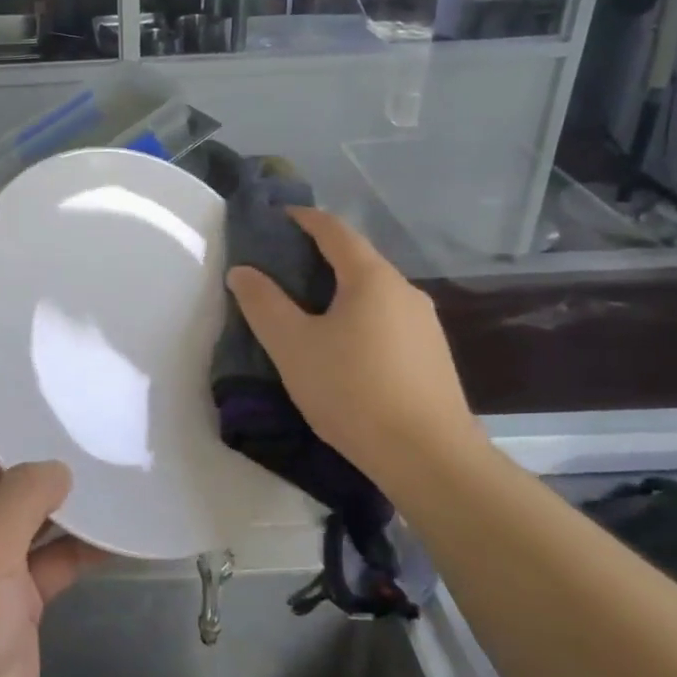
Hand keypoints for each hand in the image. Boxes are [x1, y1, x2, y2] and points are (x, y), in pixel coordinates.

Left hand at [0, 385, 100, 676]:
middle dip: (37, 443)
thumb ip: (21, 497)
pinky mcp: (17, 593)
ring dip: (64, 494)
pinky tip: (122, 525)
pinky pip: (53, 554)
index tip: (25, 361)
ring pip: (30, 510)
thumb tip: (60, 467)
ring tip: (112, 456)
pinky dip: (81, 543)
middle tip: (87, 406)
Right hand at [225, 206, 480, 473]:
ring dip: (340, 291)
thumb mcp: (292, 346)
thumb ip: (263, 304)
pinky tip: (344, 350)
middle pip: (357, 260)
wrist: (429, 458)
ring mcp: (425, 324)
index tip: (277, 218)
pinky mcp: (433, 356)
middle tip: (281, 270)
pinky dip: (359, 318)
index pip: (334, 230)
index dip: (303, 218)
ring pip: (374, 293)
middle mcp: (404, 291)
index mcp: (372, 278)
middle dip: (318, 257)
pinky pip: (388, 321)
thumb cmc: (353, 391)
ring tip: (307, 312)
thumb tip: (242, 271)